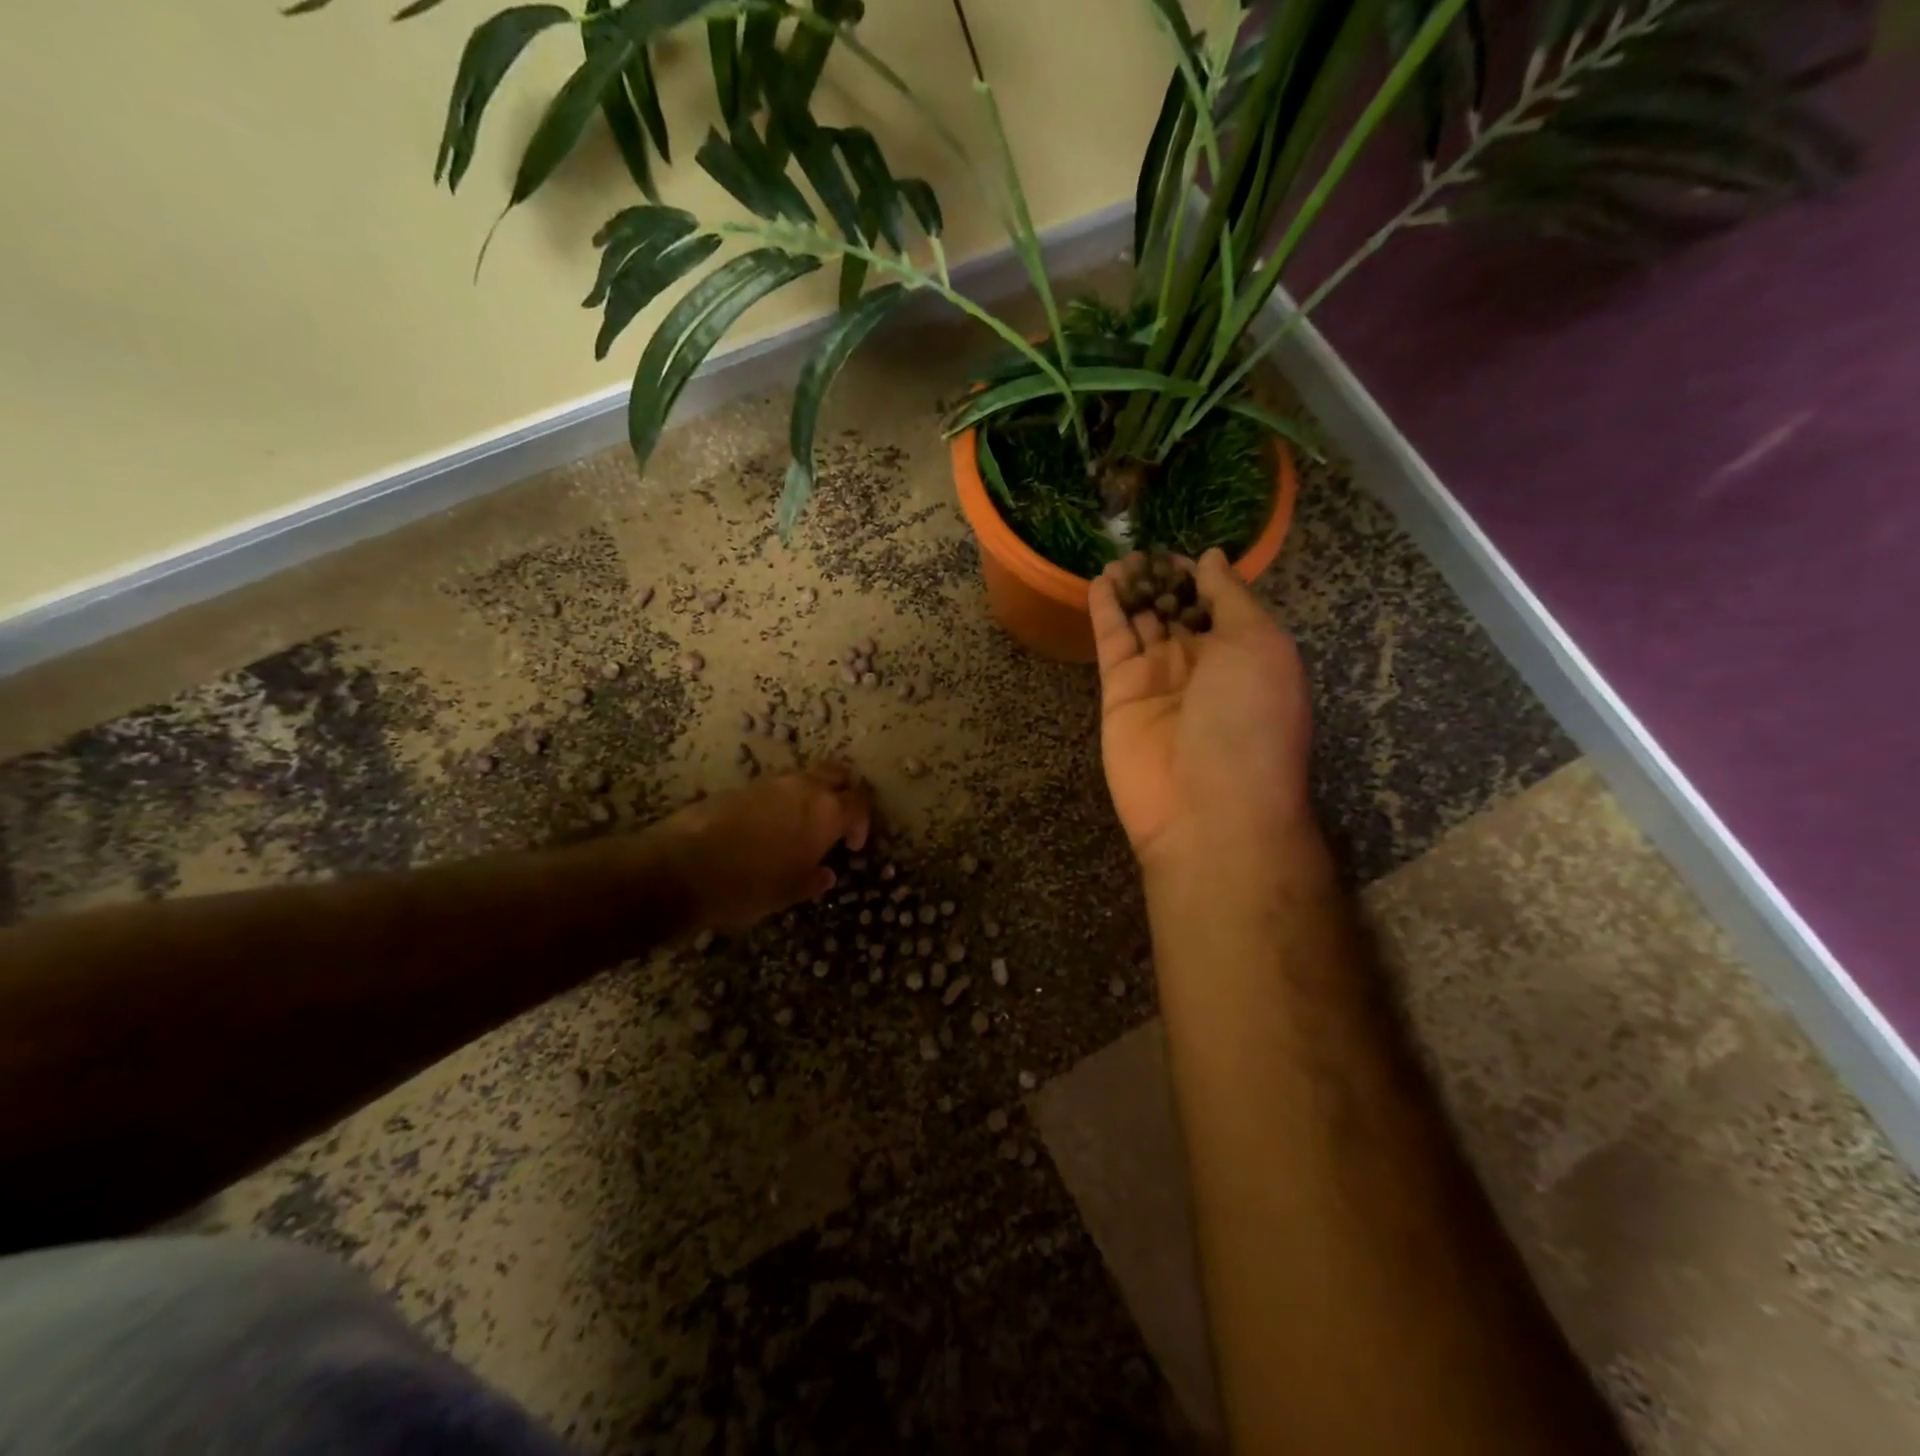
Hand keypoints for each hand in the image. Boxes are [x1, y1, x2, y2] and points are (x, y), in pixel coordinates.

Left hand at [656, 763, 872, 930]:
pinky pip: (776, 787)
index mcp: (826, 812)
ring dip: (812, 794)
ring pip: (805, 777)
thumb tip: (825, 874)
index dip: (862, 822)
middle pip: (837, 774)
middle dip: (843, 792)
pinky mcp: (742, 786)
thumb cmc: (749, 885)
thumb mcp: (789, 893)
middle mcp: (803, 788)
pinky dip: (783, 800)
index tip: (851, 846)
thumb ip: (813, 880)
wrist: (683, 866)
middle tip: (837, 820)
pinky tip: (770, 827)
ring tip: (802, 825)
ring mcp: (771, 783)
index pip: (859, 802)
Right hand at [1090, 549, 1325, 890]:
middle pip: (1177, 610)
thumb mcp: (1259, 644)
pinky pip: (1112, 642)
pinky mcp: (1119, 692)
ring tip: (1120, 556)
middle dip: (1163, 580)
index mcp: (1245, 653)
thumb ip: (1231, 598)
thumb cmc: (1249, 721)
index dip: (1202, 576)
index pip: (1219, 604)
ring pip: (1141, 621)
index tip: (1182, 550)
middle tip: (1143, 548)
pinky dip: (1105, 611)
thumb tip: (1213, 559)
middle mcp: (1202, 664)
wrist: (1206, 807)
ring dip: (1133, 588)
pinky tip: (1099, 580)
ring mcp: (1158, 678)